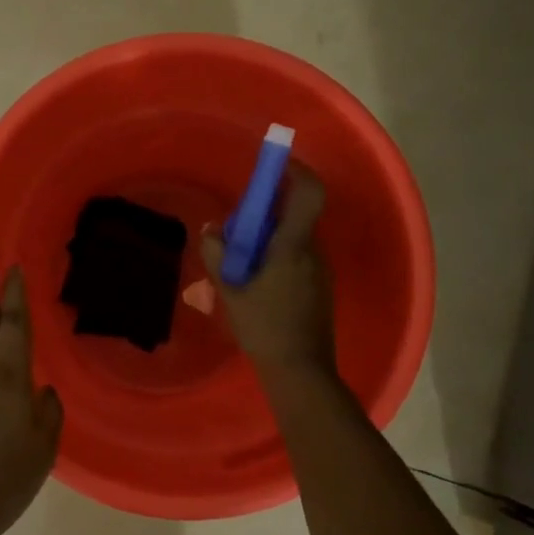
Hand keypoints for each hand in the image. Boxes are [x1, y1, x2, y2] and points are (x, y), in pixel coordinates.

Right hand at [200, 163, 335, 381]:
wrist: (301, 371)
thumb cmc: (265, 327)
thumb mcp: (231, 290)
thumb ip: (218, 255)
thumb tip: (212, 230)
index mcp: (293, 246)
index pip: (309, 193)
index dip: (296, 171)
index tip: (277, 163)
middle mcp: (313, 251)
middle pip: (295, 215)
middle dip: (266, 214)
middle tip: (236, 230)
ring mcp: (321, 270)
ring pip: (294, 239)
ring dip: (269, 240)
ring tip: (240, 264)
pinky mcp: (320, 287)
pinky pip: (298, 258)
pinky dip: (277, 258)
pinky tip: (256, 284)